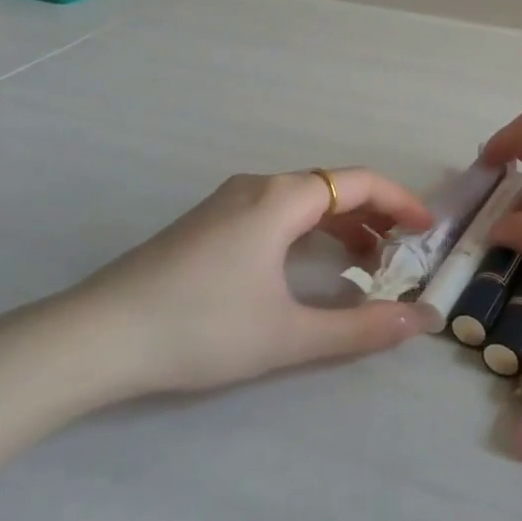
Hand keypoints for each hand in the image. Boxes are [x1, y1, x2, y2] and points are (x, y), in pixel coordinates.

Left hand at [68, 168, 435, 395]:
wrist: (94, 338)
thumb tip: (420, 322)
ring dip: (341, 225)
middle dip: (375, 215)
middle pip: (333, 186)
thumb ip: (360, 328)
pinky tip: (309, 267)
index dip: (401, 201)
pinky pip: (276, 212)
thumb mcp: (288, 335)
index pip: (359, 182)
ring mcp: (227, 202)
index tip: (427, 230)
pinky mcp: (207, 223)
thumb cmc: (200, 328)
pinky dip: (308, 231)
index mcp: (281, 199)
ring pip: (303, 200)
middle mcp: (257, 187)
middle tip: (402, 253)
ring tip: (365, 264)